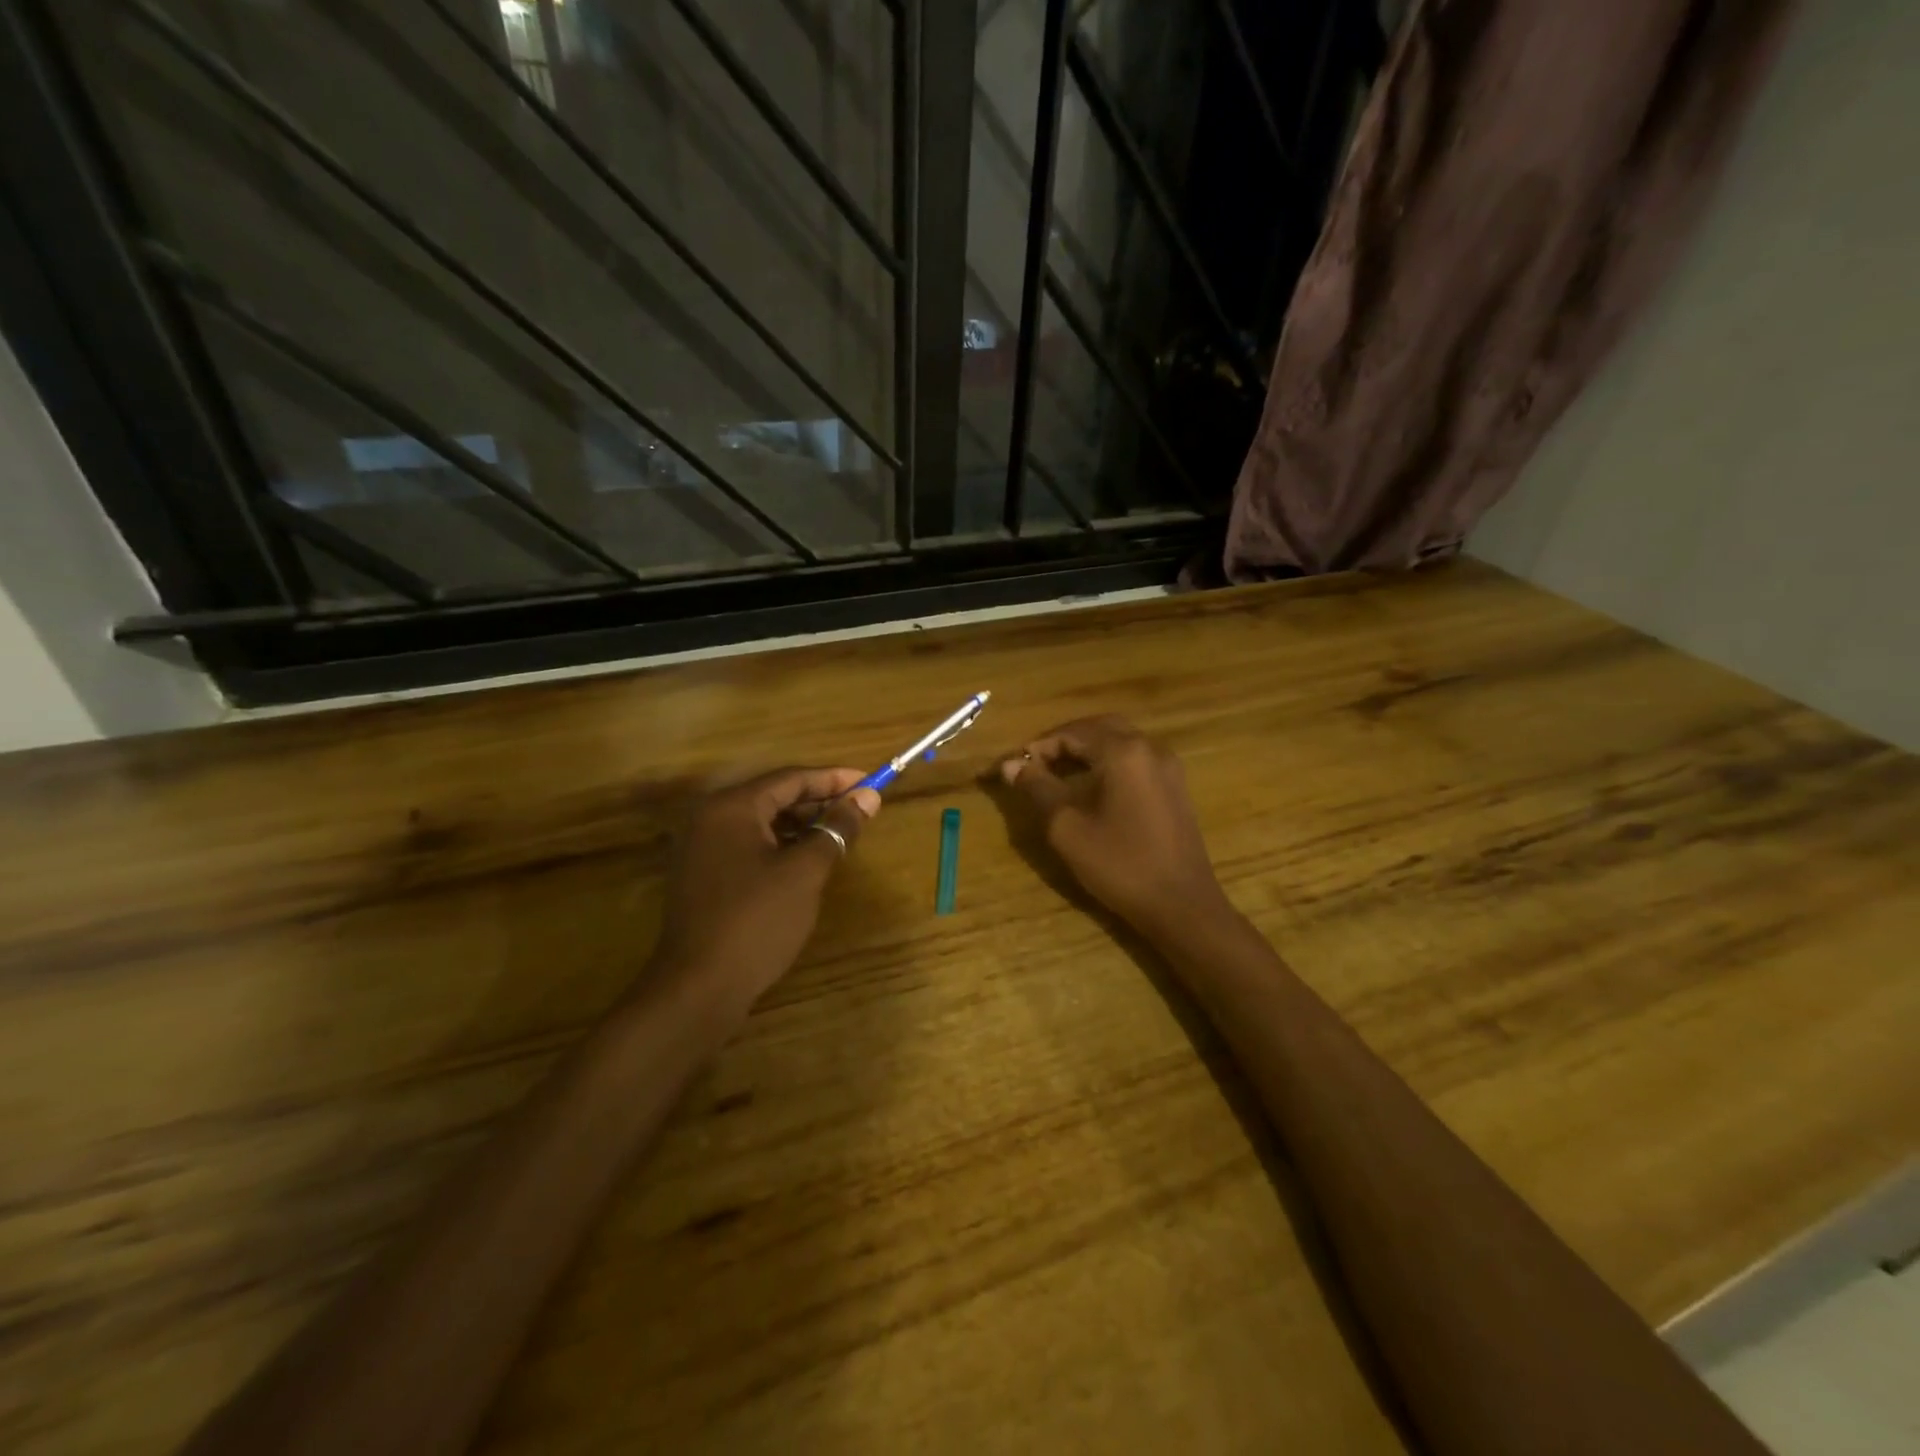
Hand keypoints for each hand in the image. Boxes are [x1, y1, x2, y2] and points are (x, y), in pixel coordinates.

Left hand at [651, 768, 880, 1007]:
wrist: (699, 988)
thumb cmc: (757, 920)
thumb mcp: (805, 871)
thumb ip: (836, 829)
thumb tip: (867, 797)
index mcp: (731, 807)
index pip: (791, 778)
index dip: (834, 779)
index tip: (871, 782)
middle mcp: (710, 817)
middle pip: (774, 796)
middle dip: (819, 802)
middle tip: (859, 810)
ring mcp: (701, 847)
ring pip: (761, 822)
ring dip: (801, 825)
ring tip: (839, 836)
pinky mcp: (702, 874)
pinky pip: (748, 845)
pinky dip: (780, 846)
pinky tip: (806, 862)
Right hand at [998, 716, 1226, 938]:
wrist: (1181, 906)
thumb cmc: (1120, 865)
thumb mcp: (1067, 828)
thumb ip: (1038, 788)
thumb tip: (1010, 766)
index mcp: (1123, 752)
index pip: (1071, 733)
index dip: (1037, 747)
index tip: (1011, 768)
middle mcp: (1150, 747)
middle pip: (1098, 727)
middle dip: (1062, 741)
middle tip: (1034, 765)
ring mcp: (1168, 766)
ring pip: (1119, 741)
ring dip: (1086, 750)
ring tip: (1056, 775)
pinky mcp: (1174, 786)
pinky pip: (1135, 759)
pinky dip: (1108, 762)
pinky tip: (1090, 788)